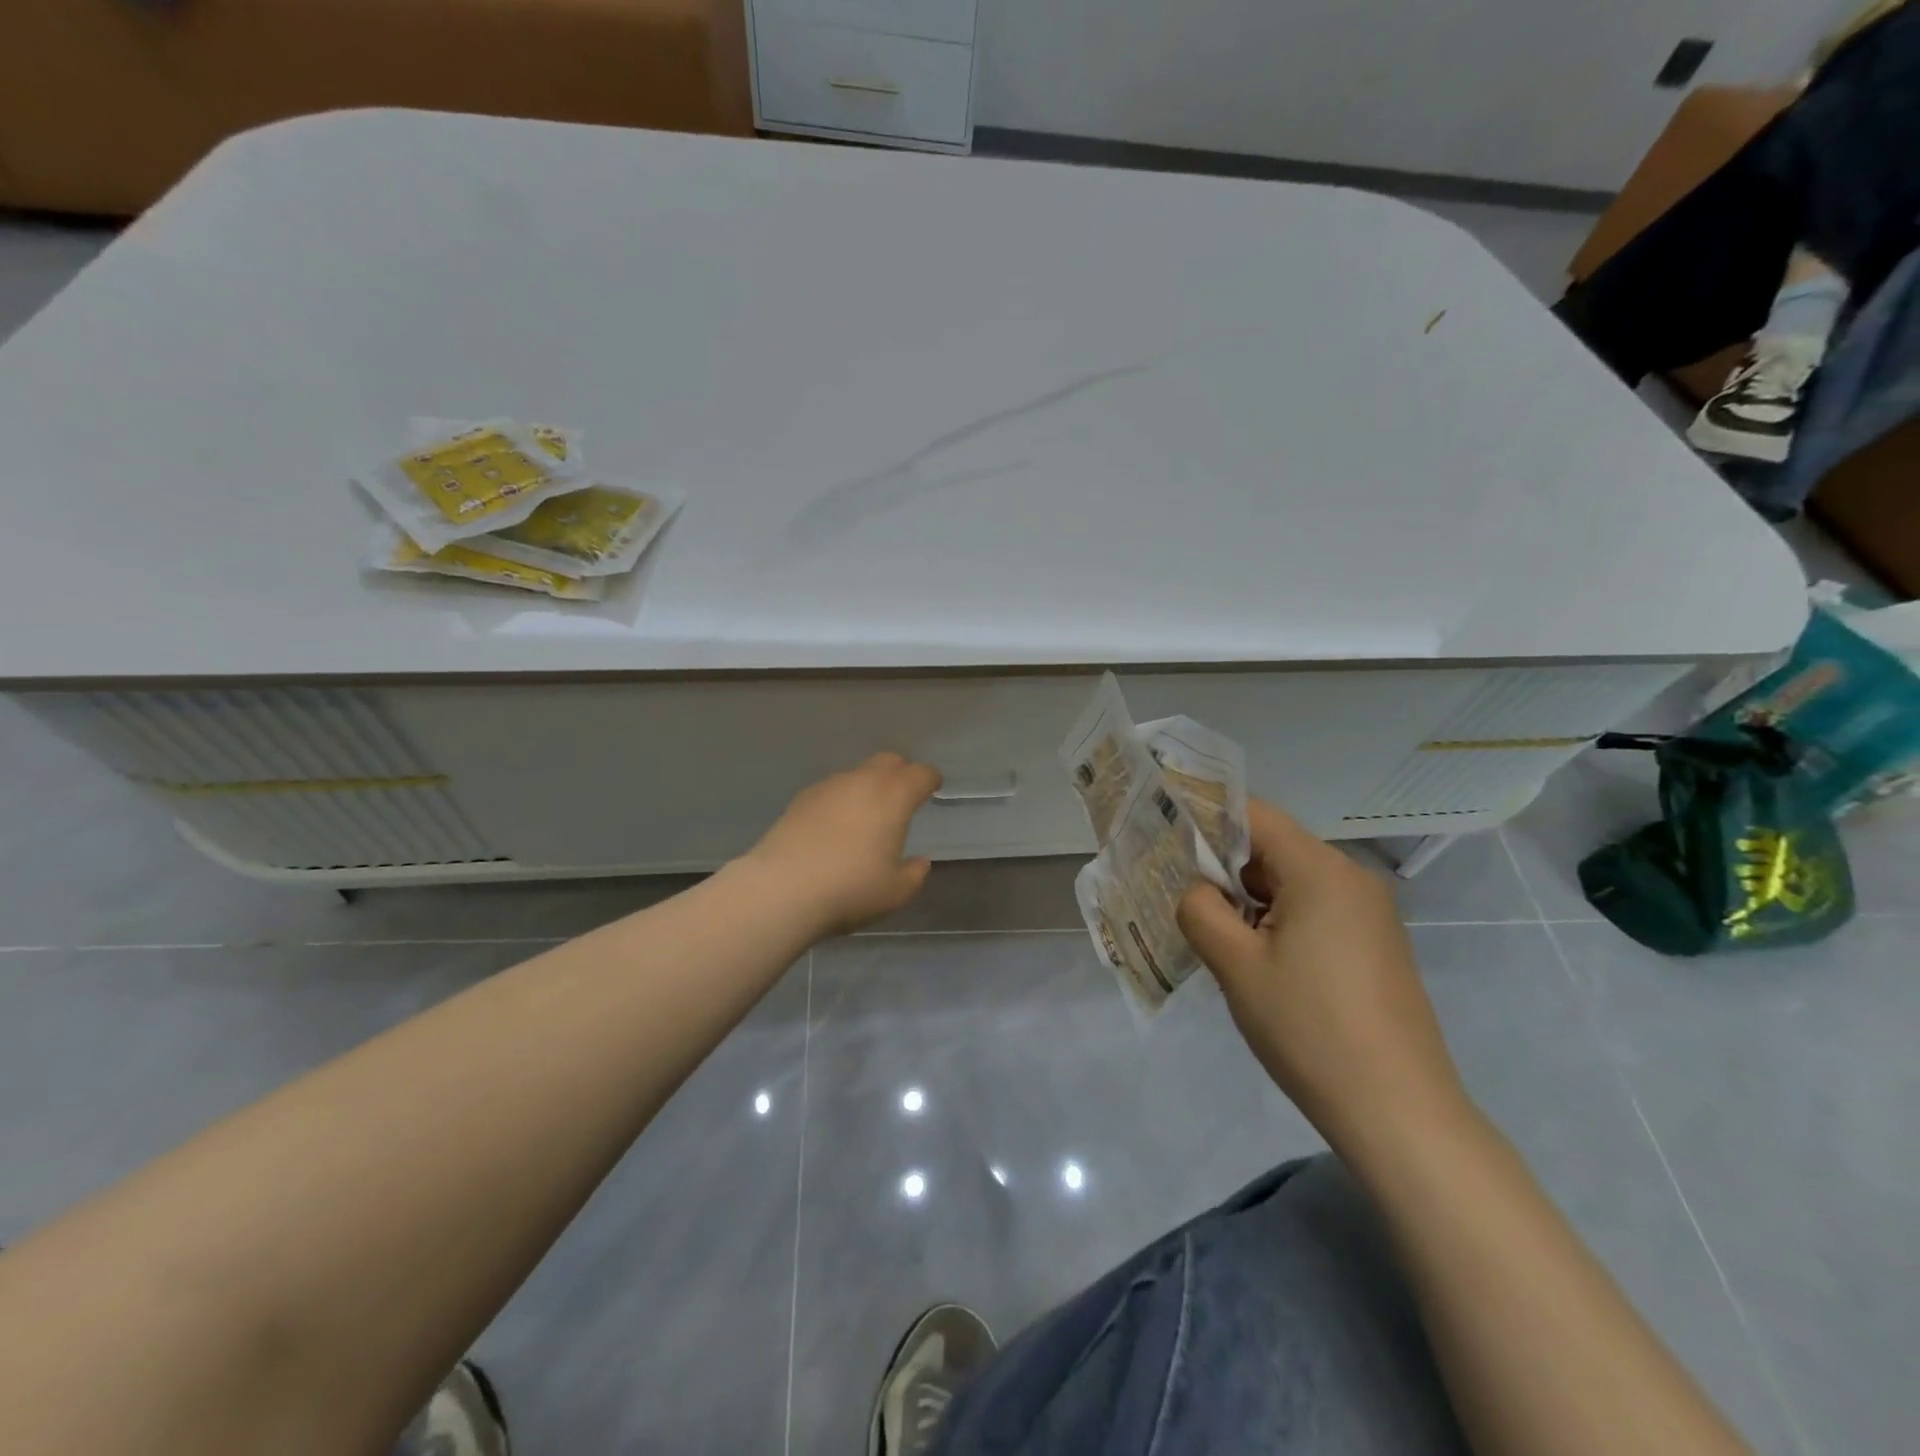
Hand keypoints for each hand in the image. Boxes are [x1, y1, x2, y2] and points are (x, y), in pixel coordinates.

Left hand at [743, 753, 942, 935]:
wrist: (782, 889)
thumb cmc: (850, 889)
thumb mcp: (896, 892)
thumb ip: (914, 874)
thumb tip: (919, 862)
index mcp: (893, 797)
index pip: (920, 774)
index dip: (930, 779)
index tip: (933, 786)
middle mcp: (862, 781)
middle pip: (888, 761)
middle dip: (901, 772)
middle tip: (904, 794)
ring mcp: (828, 787)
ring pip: (857, 774)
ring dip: (869, 786)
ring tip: (867, 814)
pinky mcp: (801, 799)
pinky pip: (832, 790)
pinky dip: (842, 799)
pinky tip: (835, 825)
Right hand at [1177, 799, 1469, 1154]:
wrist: (1398, 1112)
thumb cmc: (1308, 1027)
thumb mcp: (1236, 965)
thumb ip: (1200, 910)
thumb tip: (1198, 891)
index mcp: (1320, 870)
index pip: (1253, 815)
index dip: (1206, 822)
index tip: (1169, 847)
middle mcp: (1352, 878)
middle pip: (1272, 849)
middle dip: (1226, 872)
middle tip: (1187, 907)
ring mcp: (1370, 913)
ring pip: (1292, 883)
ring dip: (1251, 903)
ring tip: (1223, 945)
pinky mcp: (1376, 945)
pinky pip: (1316, 911)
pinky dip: (1280, 923)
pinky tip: (1264, 967)